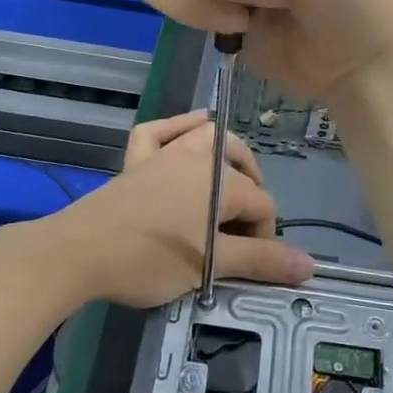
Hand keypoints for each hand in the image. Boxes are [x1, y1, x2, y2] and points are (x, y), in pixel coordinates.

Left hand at [49, 115, 313, 307]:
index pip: (262, 205)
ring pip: (207, 136)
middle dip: (253, 191)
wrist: (80, 252)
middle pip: (242, 164)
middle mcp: (198, 158)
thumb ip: (261, 262)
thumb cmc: (150, 259)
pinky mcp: (136, 160)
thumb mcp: (211, 266)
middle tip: (246, 228)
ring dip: (226, 153)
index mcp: (221, 183)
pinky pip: (159, 131)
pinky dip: (178, 127)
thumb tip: (311, 266)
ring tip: (232, 179)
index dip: (266, 237)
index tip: (253, 265)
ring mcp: (164, 154)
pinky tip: (191, 129)